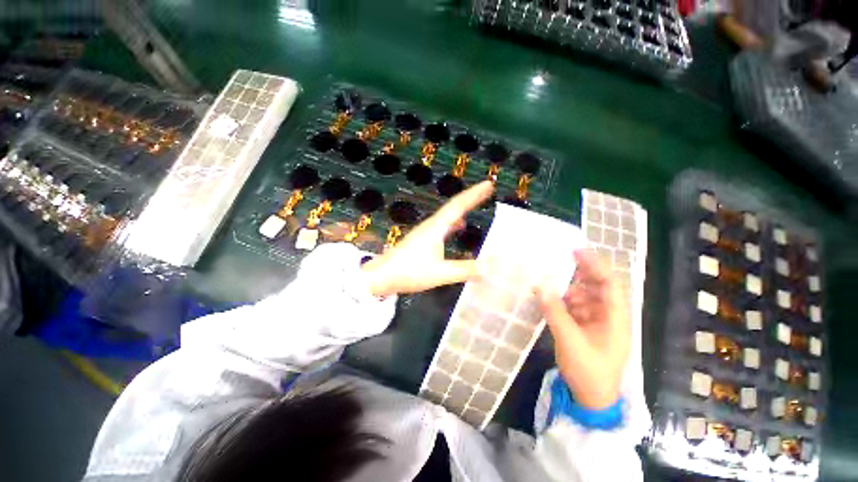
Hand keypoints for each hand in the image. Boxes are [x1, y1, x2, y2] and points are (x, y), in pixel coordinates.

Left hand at [360, 181, 494, 296]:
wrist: (381, 277)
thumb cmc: (409, 272)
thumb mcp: (440, 273)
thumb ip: (465, 269)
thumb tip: (489, 266)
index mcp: (436, 228)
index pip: (458, 206)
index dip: (474, 194)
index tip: (488, 184)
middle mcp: (430, 226)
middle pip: (453, 207)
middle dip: (471, 197)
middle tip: (487, 190)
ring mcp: (425, 232)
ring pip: (447, 215)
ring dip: (462, 208)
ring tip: (475, 204)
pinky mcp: (421, 240)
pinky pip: (442, 225)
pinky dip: (453, 222)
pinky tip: (457, 228)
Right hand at [536, 250, 629, 409]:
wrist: (592, 399)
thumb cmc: (588, 372)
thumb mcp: (569, 340)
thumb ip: (555, 311)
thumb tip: (540, 285)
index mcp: (615, 318)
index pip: (609, 284)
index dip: (594, 265)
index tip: (575, 251)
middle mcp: (609, 316)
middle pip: (598, 287)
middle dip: (581, 274)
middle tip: (561, 262)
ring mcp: (597, 322)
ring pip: (584, 296)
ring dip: (568, 290)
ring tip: (551, 290)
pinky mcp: (586, 328)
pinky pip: (575, 307)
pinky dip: (563, 302)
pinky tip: (550, 302)